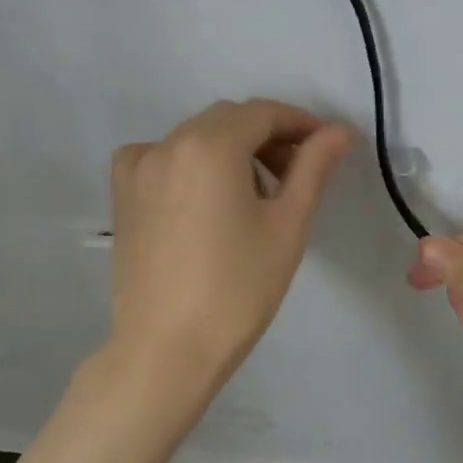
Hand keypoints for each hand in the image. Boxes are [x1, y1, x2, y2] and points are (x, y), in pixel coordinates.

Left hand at [101, 99, 353, 418]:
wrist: (167, 350)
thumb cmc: (238, 289)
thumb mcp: (287, 224)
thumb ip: (313, 167)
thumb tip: (340, 130)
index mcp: (209, 145)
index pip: (263, 113)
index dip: (300, 124)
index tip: (326, 147)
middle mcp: (167, 143)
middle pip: (228, 121)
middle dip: (267, 137)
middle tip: (297, 175)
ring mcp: (137, 167)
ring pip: (195, 138)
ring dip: (231, 150)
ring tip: (256, 195)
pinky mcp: (122, 194)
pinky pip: (163, 158)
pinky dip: (191, 164)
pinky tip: (205, 199)